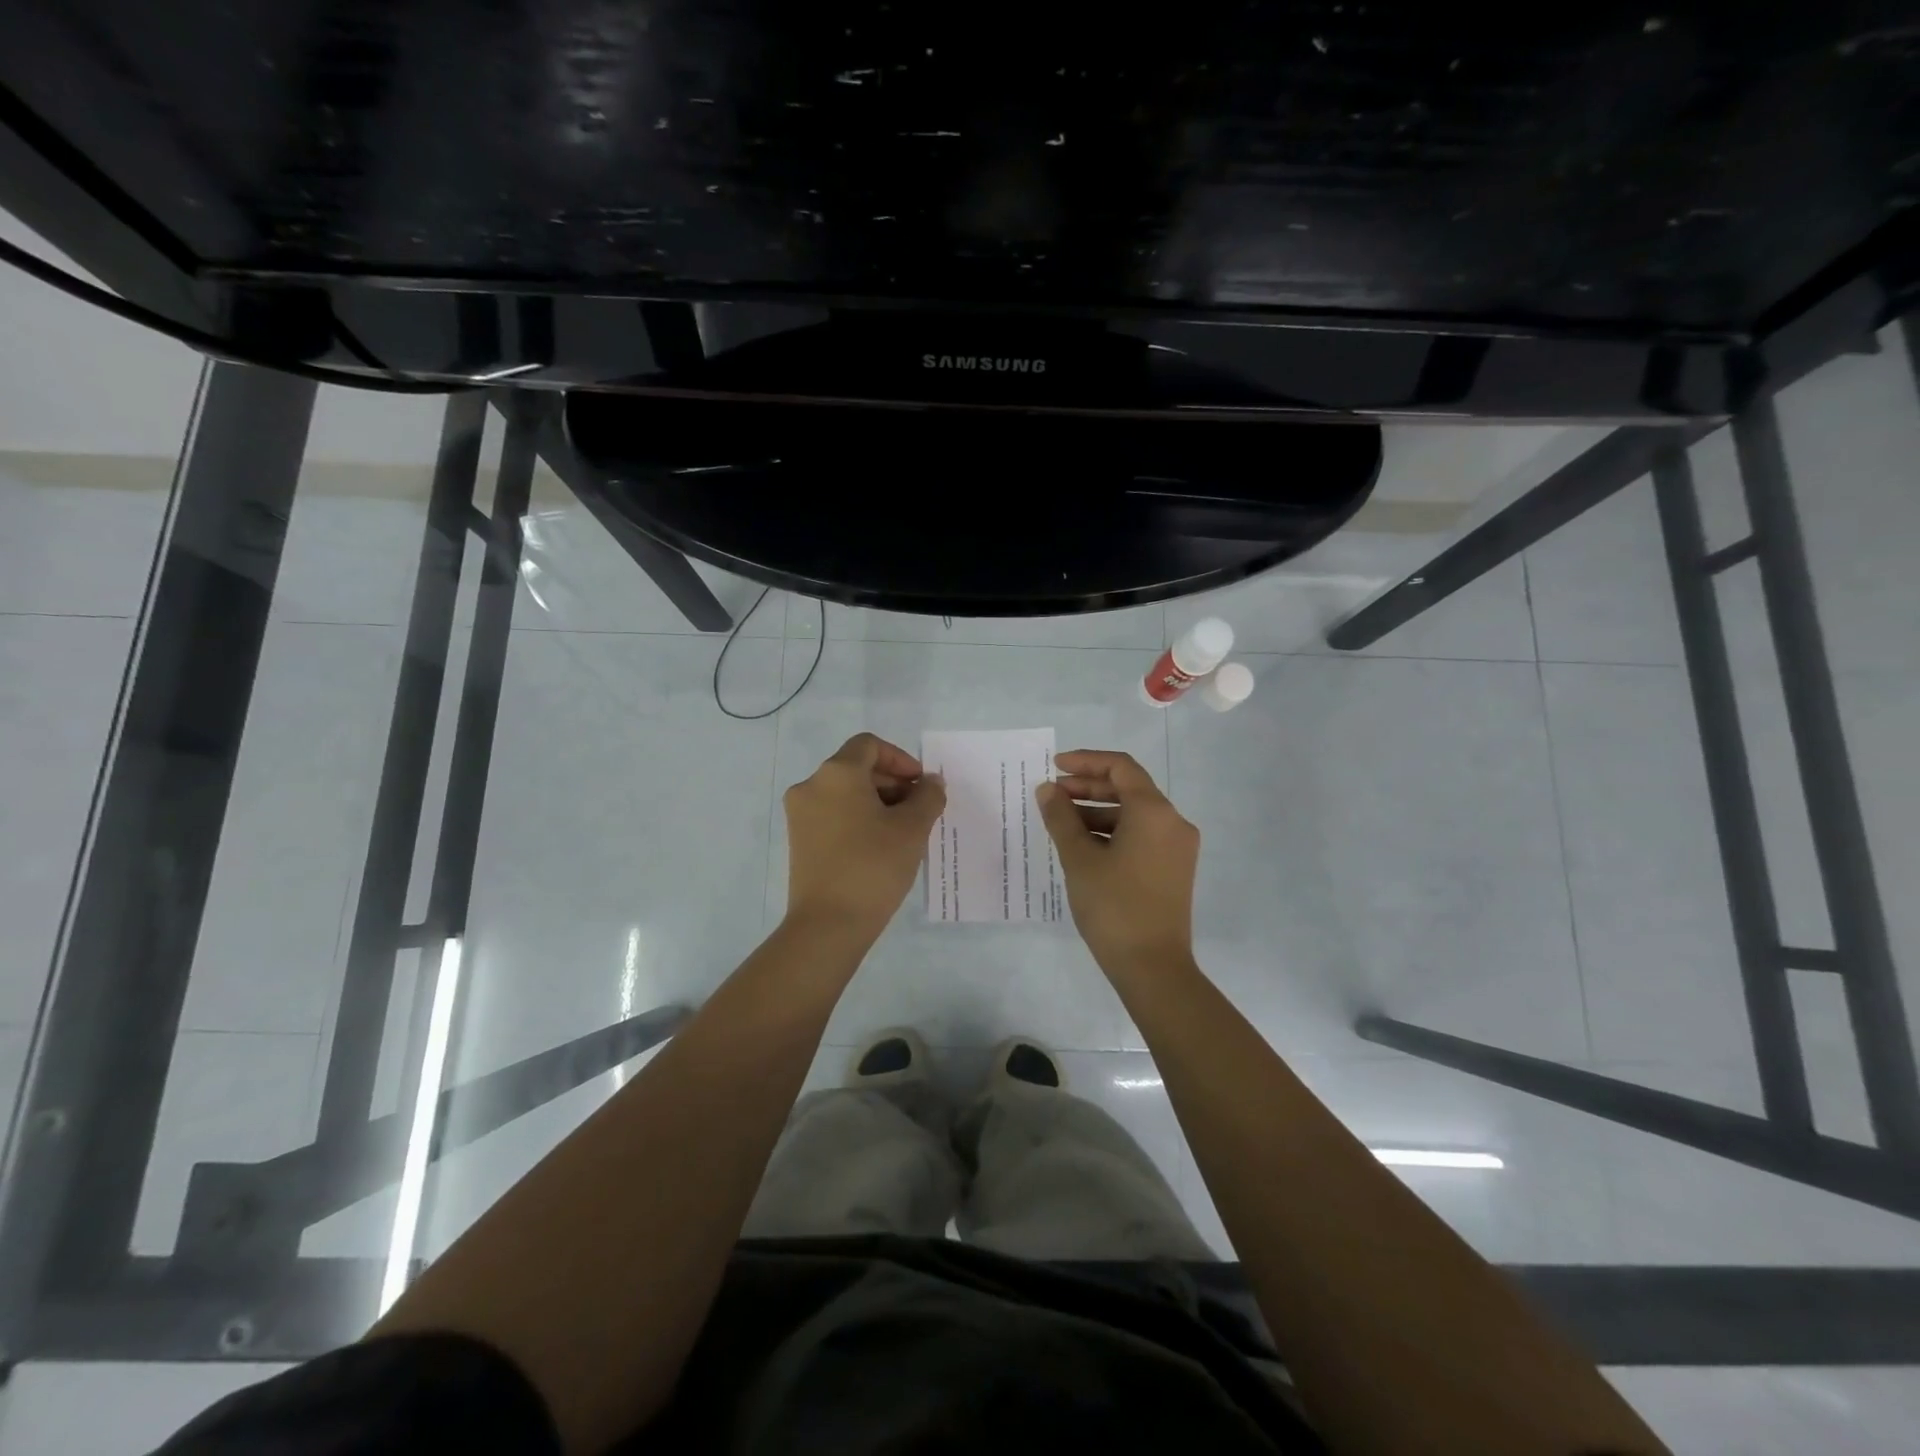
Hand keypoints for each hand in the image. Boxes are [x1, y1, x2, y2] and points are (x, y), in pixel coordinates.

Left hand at [783, 733, 945, 947]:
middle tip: (919, 810)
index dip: (900, 760)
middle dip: (892, 783)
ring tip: (903, 832)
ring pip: (845, 793)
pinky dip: (858, 819)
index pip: (870, 746)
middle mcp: (812, 785)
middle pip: (857, 768)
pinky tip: (880, 846)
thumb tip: (931, 782)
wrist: (828, 925)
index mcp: (837, 773)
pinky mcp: (799, 840)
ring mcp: (800, 814)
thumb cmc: (873, 866)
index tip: (920, 786)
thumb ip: (927, 796)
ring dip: (877, 802)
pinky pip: (833, 815)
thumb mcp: (912, 828)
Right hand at [1035, 749, 1199, 981]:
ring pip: (1134, 814)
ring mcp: (1177, 847)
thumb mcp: (1079, 858)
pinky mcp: (1174, 869)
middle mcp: (1173, 822)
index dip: (1086, 762)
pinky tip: (1083, 846)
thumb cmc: (1114, 906)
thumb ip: (1061, 817)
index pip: (1120, 768)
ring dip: (1097, 811)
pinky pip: (1141, 836)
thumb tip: (1048, 790)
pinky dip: (1112, 832)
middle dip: (1088, 788)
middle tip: (1052, 795)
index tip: (1055, 766)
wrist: (1153, 967)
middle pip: (1128, 789)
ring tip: (1060, 823)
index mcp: (1154, 812)